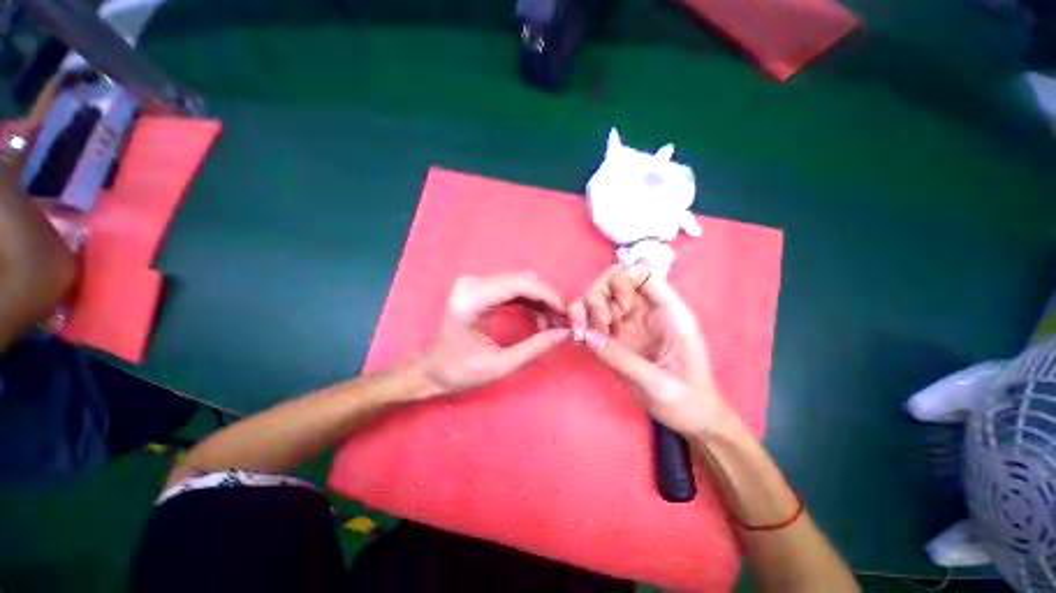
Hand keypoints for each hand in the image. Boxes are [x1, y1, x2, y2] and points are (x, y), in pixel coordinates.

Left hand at [422, 271, 570, 396]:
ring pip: (521, 282)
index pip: (520, 284)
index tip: (566, 314)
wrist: (434, 370)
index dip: (548, 296)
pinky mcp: (480, 288)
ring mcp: (476, 283)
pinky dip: (531, 301)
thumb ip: (535, 347)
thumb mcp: (500, 365)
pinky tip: (540, 318)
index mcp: (472, 300)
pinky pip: (514, 288)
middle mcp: (472, 283)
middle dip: (548, 299)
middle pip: (523, 279)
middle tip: (563, 322)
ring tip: (553, 323)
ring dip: (541, 300)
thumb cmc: (461, 372)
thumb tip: (565, 333)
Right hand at [569, 265, 736, 438]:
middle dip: (598, 296)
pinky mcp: (615, 337)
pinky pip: (591, 317)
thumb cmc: (687, 401)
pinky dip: (580, 322)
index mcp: (669, 313)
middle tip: (599, 326)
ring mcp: (628, 323)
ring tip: (583, 336)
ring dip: (584, 310)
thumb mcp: (659, 384)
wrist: (691, 419)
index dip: (624, 281)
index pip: (644, 273)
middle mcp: (646, 311)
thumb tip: (588, 336)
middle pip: (613, 280)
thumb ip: (623, 359)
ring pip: (598, 296)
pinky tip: (579, 339)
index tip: (618, 308)